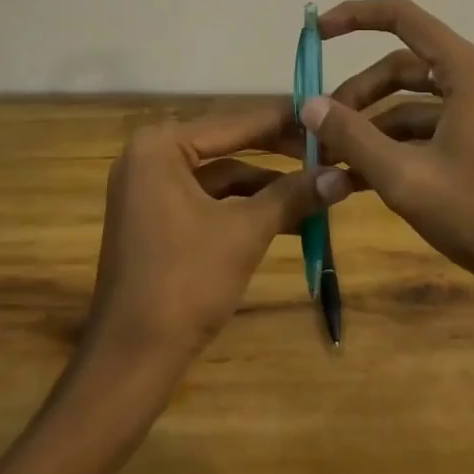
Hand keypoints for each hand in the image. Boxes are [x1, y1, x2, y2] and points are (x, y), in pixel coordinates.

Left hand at [86, 105, 354, 362]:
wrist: (130, 360)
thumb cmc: (185, 284)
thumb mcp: (244, 233)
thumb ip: (292, 196)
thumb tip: (343, 175)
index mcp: (160, 145)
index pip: (234, 122)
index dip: (283, 120)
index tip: (324, 113)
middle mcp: (150, 154)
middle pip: (227, 144)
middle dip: (277, 153)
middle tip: (327, 148)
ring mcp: (149, 186)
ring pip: (220, 174)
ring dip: (265, 184)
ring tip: (316, 185)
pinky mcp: (156, 216)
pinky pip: (207, 198)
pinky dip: (243, 205)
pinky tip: (287, 215)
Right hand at [303, 0, 473, 304]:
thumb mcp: (405, 178)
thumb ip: (352, 136)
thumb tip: (309, 103)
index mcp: (465, 70)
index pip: (402, 16)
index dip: (355, 16)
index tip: (317, 33)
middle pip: (403, 66)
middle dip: (359, 93)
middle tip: (323, 127)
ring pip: (416, 99)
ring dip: (375, 122)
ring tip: (337, 158)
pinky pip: (434, 124)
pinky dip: (401, 141)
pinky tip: (367, 176)